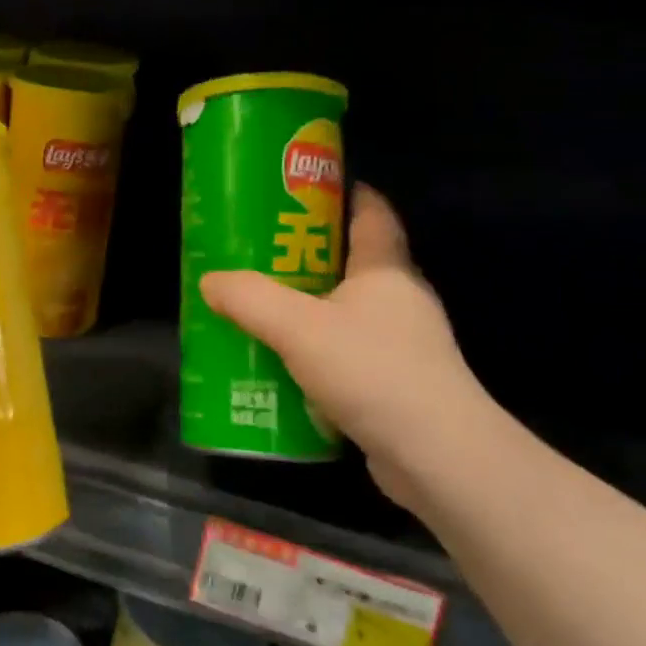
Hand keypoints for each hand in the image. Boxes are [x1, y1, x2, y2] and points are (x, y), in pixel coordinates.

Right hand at [200, 187, 497, 507]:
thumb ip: (249, 298)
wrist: (435, 456)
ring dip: (306, 309)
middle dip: (305, 255)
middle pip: (351, 262)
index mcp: (386, 270)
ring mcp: (402, 345)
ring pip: (344, 312)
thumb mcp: (297, 326)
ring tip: (258, 310)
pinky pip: (344, 354)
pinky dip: (313, 352)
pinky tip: (280, 365)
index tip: (301, 189)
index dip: (342, 193)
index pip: (372, 213)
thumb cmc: (371, 370)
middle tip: (257, 253)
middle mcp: (399, 301)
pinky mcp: (394, 385)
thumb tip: (210, 281)